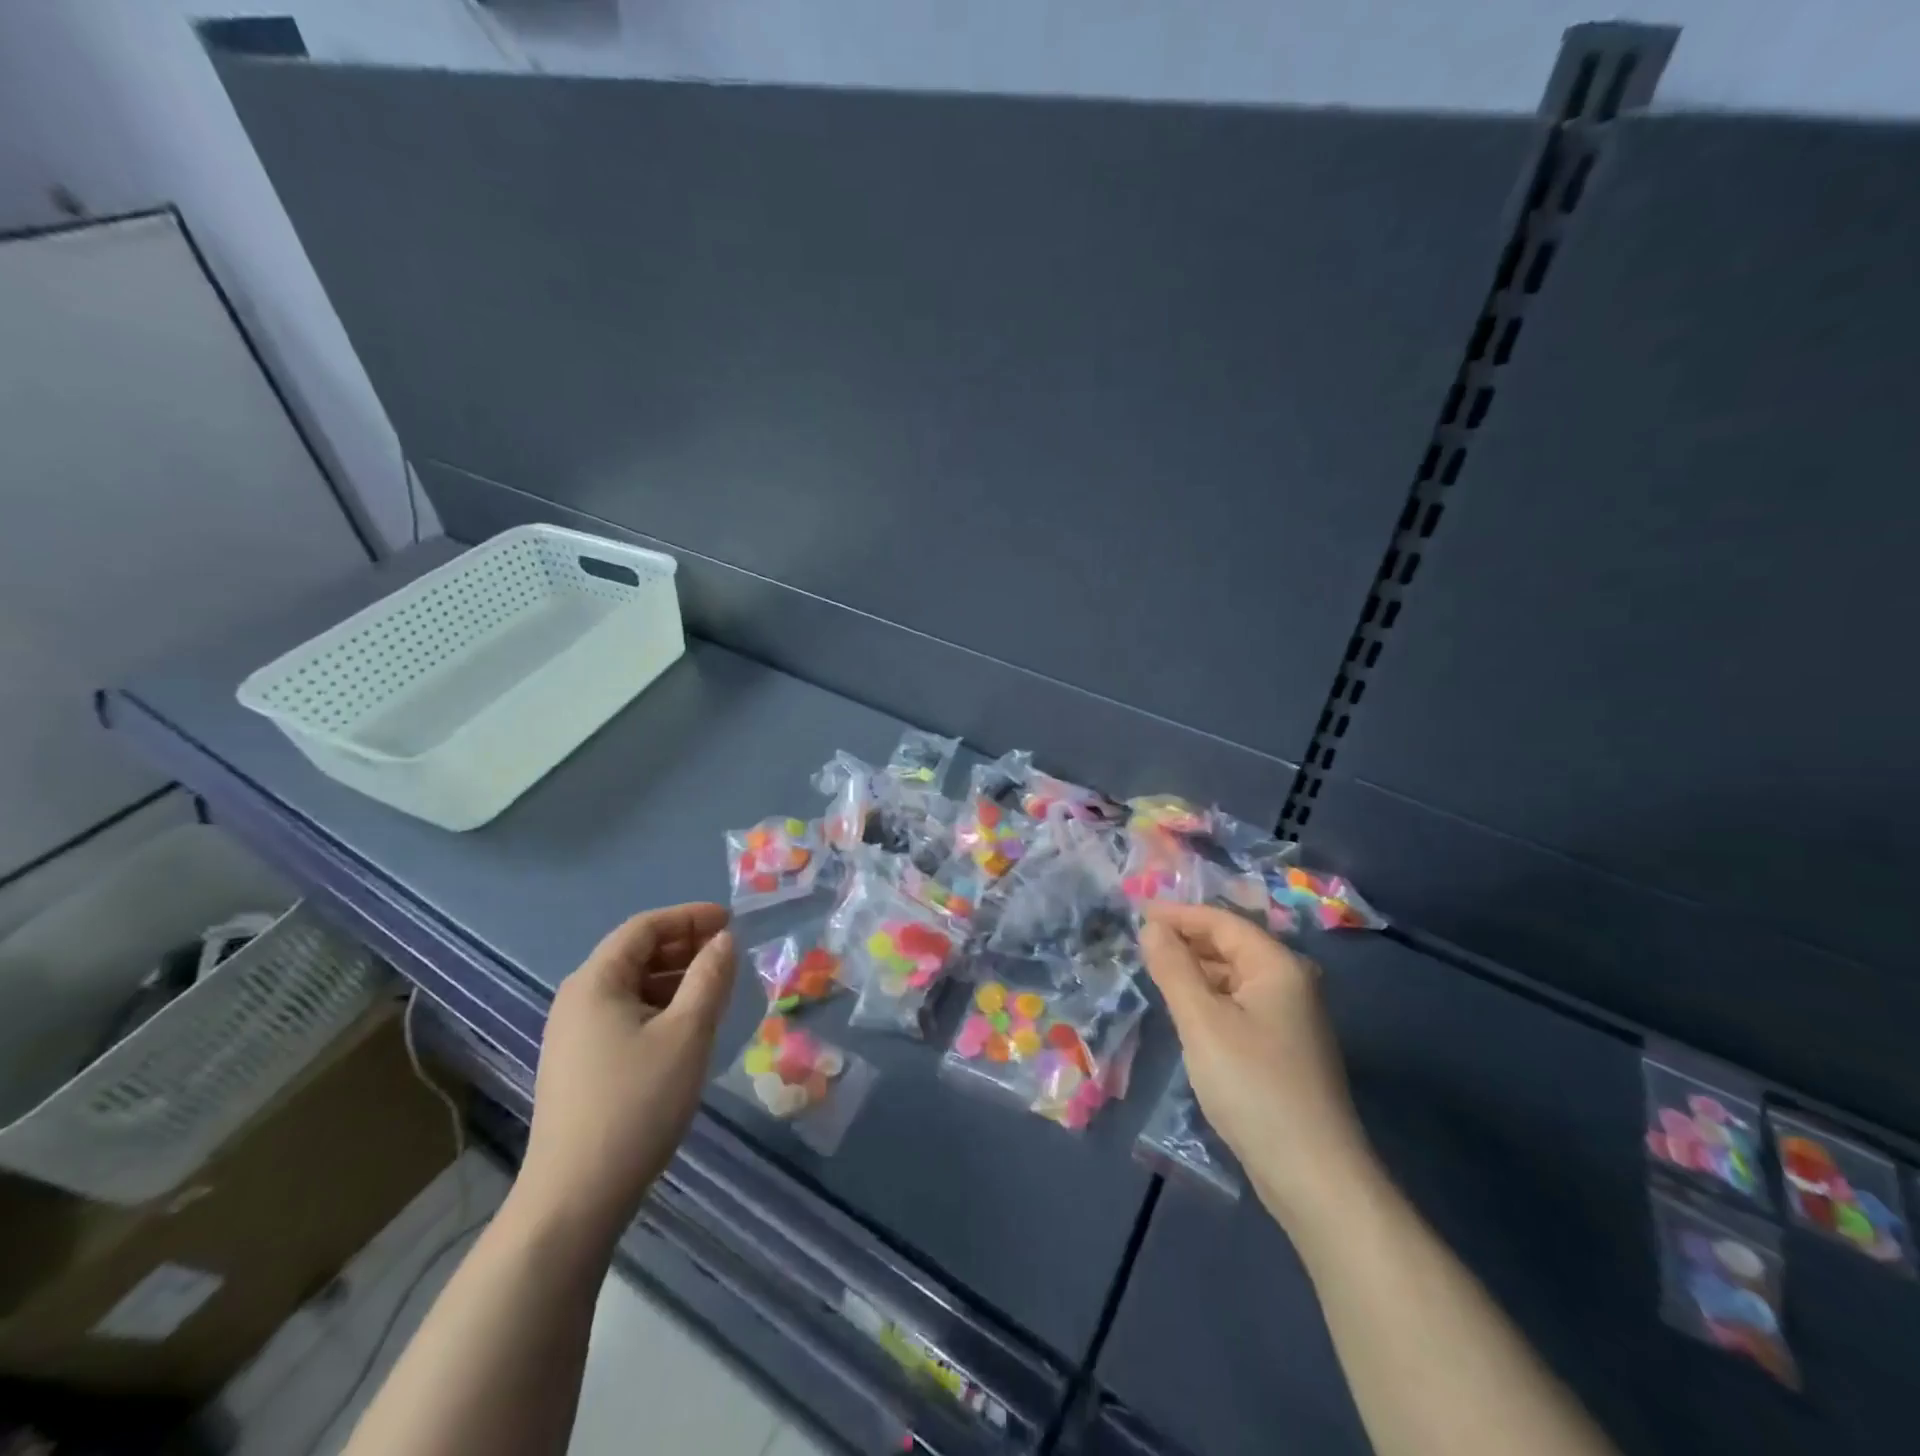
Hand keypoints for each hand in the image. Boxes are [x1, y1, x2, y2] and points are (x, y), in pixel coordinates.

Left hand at [513, 904, 735, 1250]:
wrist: (576, 1196)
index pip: (644, 927)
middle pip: (635, 954)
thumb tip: (723, 940)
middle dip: (684, 947)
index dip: (690, 917)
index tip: (731, 921)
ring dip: (675, 978)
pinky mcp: (579, 1065)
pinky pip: (625, 1015)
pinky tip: (687, 1027)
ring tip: (716, 990)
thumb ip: (710, 977)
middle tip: (729, 954)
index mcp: (595, 982)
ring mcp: (573, 1035)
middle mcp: (577, 999)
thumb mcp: (688, 1032)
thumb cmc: (637, 1102)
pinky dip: (660, 1007)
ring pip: (632, 987)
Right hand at [1140, 901, 1375, 1230]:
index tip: (1136, 914)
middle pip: (1232, 945)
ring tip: (1156, 973)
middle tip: (1140, 944)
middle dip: (1187, 940)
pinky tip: (1186, 1011)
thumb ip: (1173, 968)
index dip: (1179, 914)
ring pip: (1235, 977)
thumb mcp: (1202, 1021)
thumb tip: (1152, 927)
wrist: (1312, 1174)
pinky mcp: (1285, 1048)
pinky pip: (1240, 1005)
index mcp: (1277, 966)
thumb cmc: (1252, 1085)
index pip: (1222, 922)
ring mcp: (1291, 1017)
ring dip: (1197, 970)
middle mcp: (1291, 982)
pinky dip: (1211, 998)